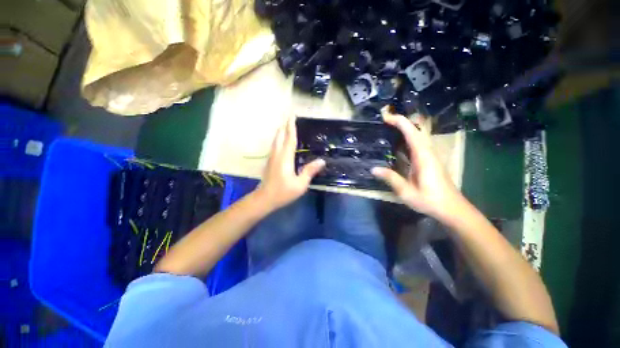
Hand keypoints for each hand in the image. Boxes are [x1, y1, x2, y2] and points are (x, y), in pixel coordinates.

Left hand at [255, 116, 324, 210]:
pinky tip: (281, 142)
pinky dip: (278, 140)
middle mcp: (277, 155)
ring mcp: (271, 158)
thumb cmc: (283, 192)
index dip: (292, 127)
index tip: (292, 116)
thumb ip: (310, 171)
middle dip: (284, 126)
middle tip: (289, 118)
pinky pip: (274, 146)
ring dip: (280, 132)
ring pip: (275, 141)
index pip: (290, 139)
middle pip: (280, 136)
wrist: (265, 199)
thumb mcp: (300, 184)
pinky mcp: (269, 162)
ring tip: (285, 127)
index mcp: (285, 158)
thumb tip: (321, 161)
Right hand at [371, 108, 462, 218]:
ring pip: (417, 136)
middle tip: (383, 122)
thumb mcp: (407, 192)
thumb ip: (391, 178)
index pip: (411, 132)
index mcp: (423, 156)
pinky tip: (396, 145)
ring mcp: (429, 155)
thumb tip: (373, 169)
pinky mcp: (429, 160)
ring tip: (387, 130)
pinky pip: (417, 144)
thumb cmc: (430, 200)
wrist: (452, 208)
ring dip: (403, 129)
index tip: (385, 117)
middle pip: (415, 130)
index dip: (399, 122)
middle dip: (400, 122)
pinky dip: (406, 139)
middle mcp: (427, 152)